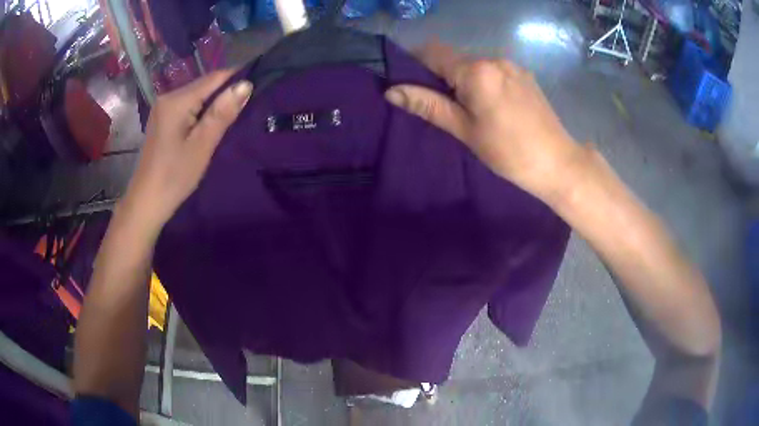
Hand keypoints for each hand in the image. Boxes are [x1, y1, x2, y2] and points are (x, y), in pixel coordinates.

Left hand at [122, 70, 251, 231]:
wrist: (147, 201)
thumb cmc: (175, 176)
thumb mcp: (202, 145)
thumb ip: (222, 113)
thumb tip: (246, 84)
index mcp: (177, 100)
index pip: (215, 77)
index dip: (237, 80)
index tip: (256, 92)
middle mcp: (168, 96)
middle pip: (205, 85)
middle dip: (225, 94)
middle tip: (243, 114)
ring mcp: (163, 107)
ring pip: (197, 96)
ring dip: (214, 105)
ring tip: (228, 122)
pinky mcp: (162, 119)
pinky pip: (188, 106)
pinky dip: (201, 113)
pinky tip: (207, 128)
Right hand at [385, 41, 584, 200]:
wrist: (558, 163)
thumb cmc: (508, 152)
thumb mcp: (464, 130)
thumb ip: (429, 105)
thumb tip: (391, 92)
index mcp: (477, 70)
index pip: (433, 52)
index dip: (416, 64)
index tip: (413, 86)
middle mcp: (494, 58)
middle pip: (455, 58)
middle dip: (442, 76)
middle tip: (444, 108)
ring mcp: (513, 66)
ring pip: (475, 65)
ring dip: (465, 80)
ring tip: (472, 111)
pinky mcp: (525, 75)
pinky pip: (494, 71)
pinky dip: (484, 82)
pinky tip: (494, 108)